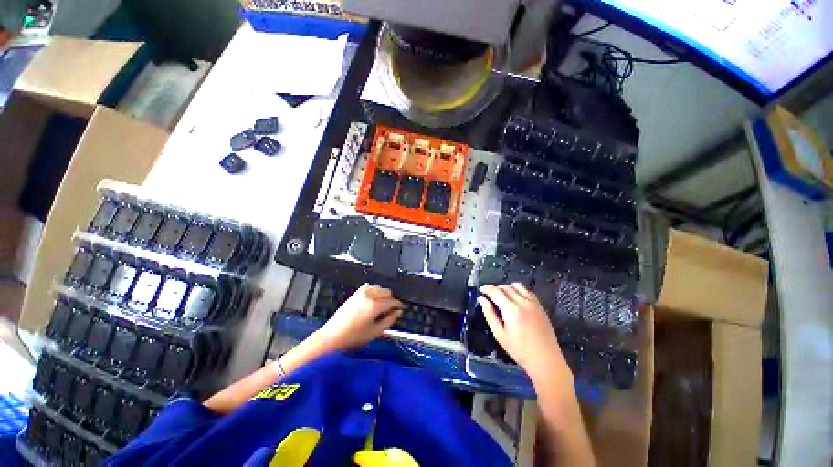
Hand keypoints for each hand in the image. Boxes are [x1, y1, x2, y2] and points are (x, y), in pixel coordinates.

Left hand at [316, 284, 403, 351]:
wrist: (332, 336)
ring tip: (382, 305)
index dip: (399, 305)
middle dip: (391, 299)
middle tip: (391, 309)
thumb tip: (398, 312)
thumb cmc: (353, 337)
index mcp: (375, 305)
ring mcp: (361, 292)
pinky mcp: (355, 293)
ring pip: (379, 287)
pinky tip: (373, 300)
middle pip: (387, 291)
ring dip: (383, 294)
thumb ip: (390, 320)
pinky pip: (369, 286)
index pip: (393, 301)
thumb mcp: (375, 331)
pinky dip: (374, 291)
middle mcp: (369, 295)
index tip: (401, 309)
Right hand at [478, 283, 567, 381]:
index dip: (487, 289)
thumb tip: (482, 299)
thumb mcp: (499, 334)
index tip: (481, 290)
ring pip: (517, 286)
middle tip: (489, 294)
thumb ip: (489, 314)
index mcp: (511, 309)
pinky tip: (515, 298)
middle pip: (506, 287)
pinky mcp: (540, 306)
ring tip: (501, 294)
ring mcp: (533, 303)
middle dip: (495, 288)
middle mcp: (523, 302)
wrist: (545, 359)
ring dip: (507, 287)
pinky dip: (519, 290)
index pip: (496, 292)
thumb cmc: (519, 350)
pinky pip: (528, 291)